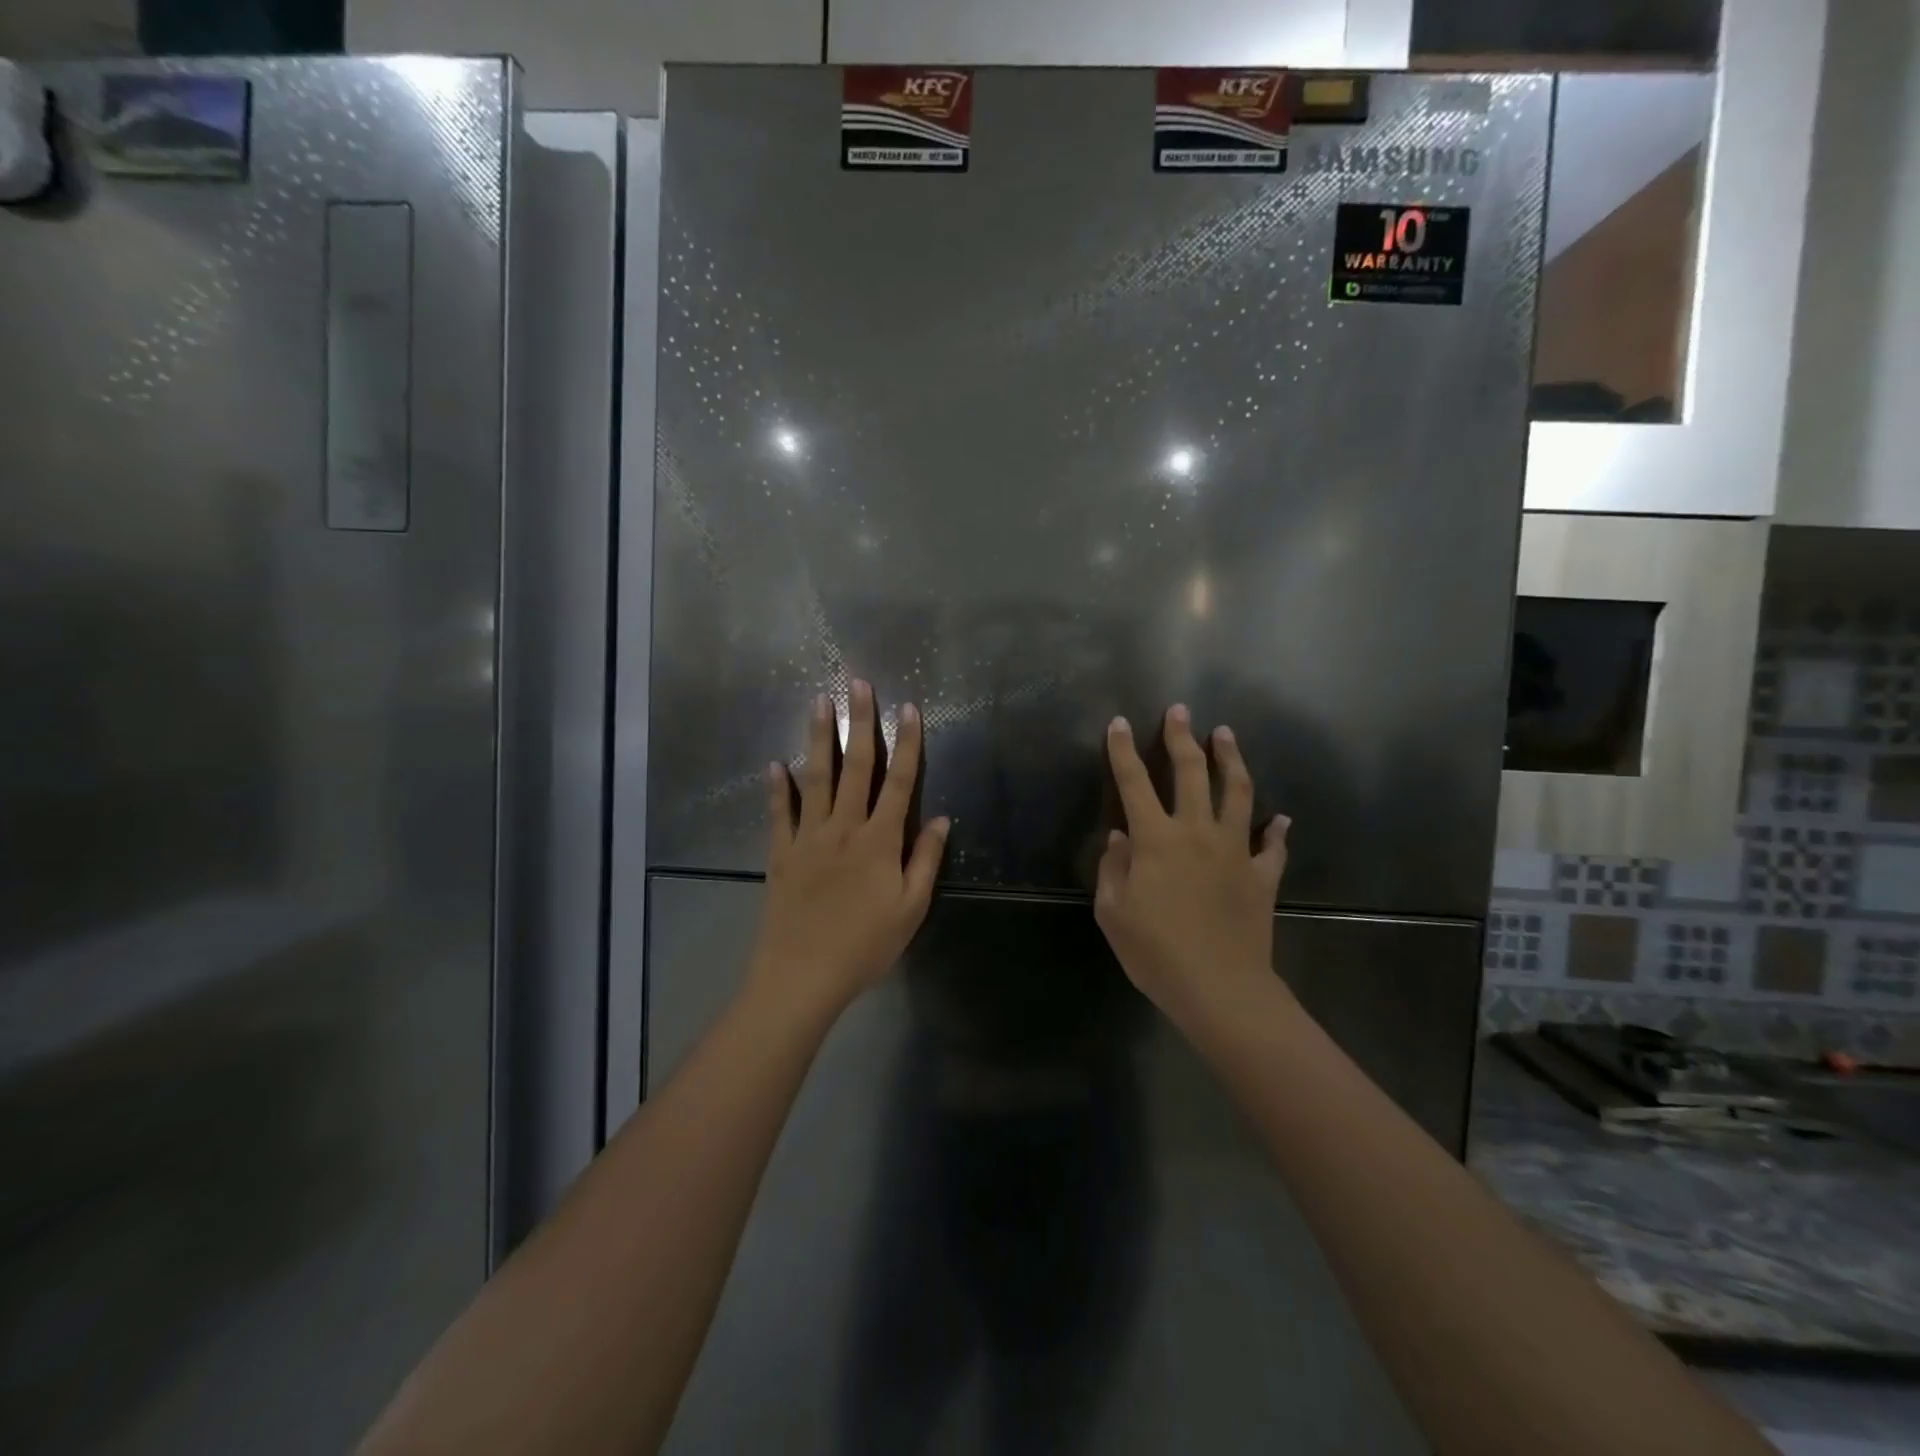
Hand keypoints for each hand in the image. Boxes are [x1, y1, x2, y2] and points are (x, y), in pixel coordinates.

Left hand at [752, 680, 949, 1016]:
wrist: (803, 975)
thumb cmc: (865, 946)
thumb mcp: (910, 909)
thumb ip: (925, 860)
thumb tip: (942, 819)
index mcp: (879, 841)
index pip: (899, 781)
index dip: (907, 743)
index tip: (908, 708)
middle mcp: (844, 828)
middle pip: (856, 767)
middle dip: (860, 722)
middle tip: (858, 683)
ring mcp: (808, 837)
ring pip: (816, 778)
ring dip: (820, 738)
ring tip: (819, 702)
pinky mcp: (781, 853)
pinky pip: (779, 813)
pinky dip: (777, 787)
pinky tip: (774, 763)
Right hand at [1095, 705, 1288, 1019]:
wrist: (1221, 989)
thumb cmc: (1156, 953)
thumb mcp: (1113, 913)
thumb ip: (1113, 868)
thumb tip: (1119, 837)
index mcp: (1156, 840)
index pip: (1134, 783)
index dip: (1124, 751)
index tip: (1120, 723)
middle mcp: (1197, 833)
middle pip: (1190, 773)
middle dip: (1182, 737)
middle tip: (1180, 710)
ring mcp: (1235, 851)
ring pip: (1236, 793)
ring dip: (1230, 760)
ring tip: (1225, 735)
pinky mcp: (1262, 876)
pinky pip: (1273, 846)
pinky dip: (1278, 831)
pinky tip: (1282, 819)